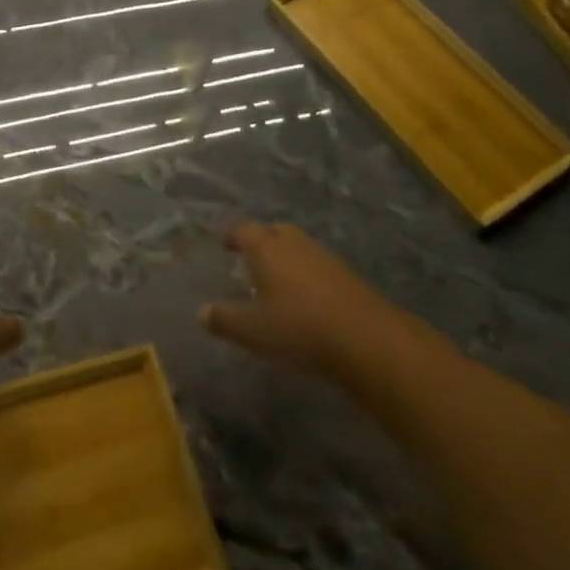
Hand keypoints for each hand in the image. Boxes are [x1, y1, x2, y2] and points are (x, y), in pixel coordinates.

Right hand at [200, 222, 393, 380]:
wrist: (367, 339)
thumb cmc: (300, 329)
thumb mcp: (254, 331)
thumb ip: (225, 320)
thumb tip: (201, 312)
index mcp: (266, 248)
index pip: (243, 230)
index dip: (232, 235)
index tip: (224, 244)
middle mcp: (293, 243)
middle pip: (273, 231)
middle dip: (261, 241)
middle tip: (251, 259)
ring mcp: (323, 256)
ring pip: (298, 246)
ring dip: (286, 257)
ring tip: (278, 280)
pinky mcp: (346, 274)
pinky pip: (317, 264)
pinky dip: (307, 273)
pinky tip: (307, 296)